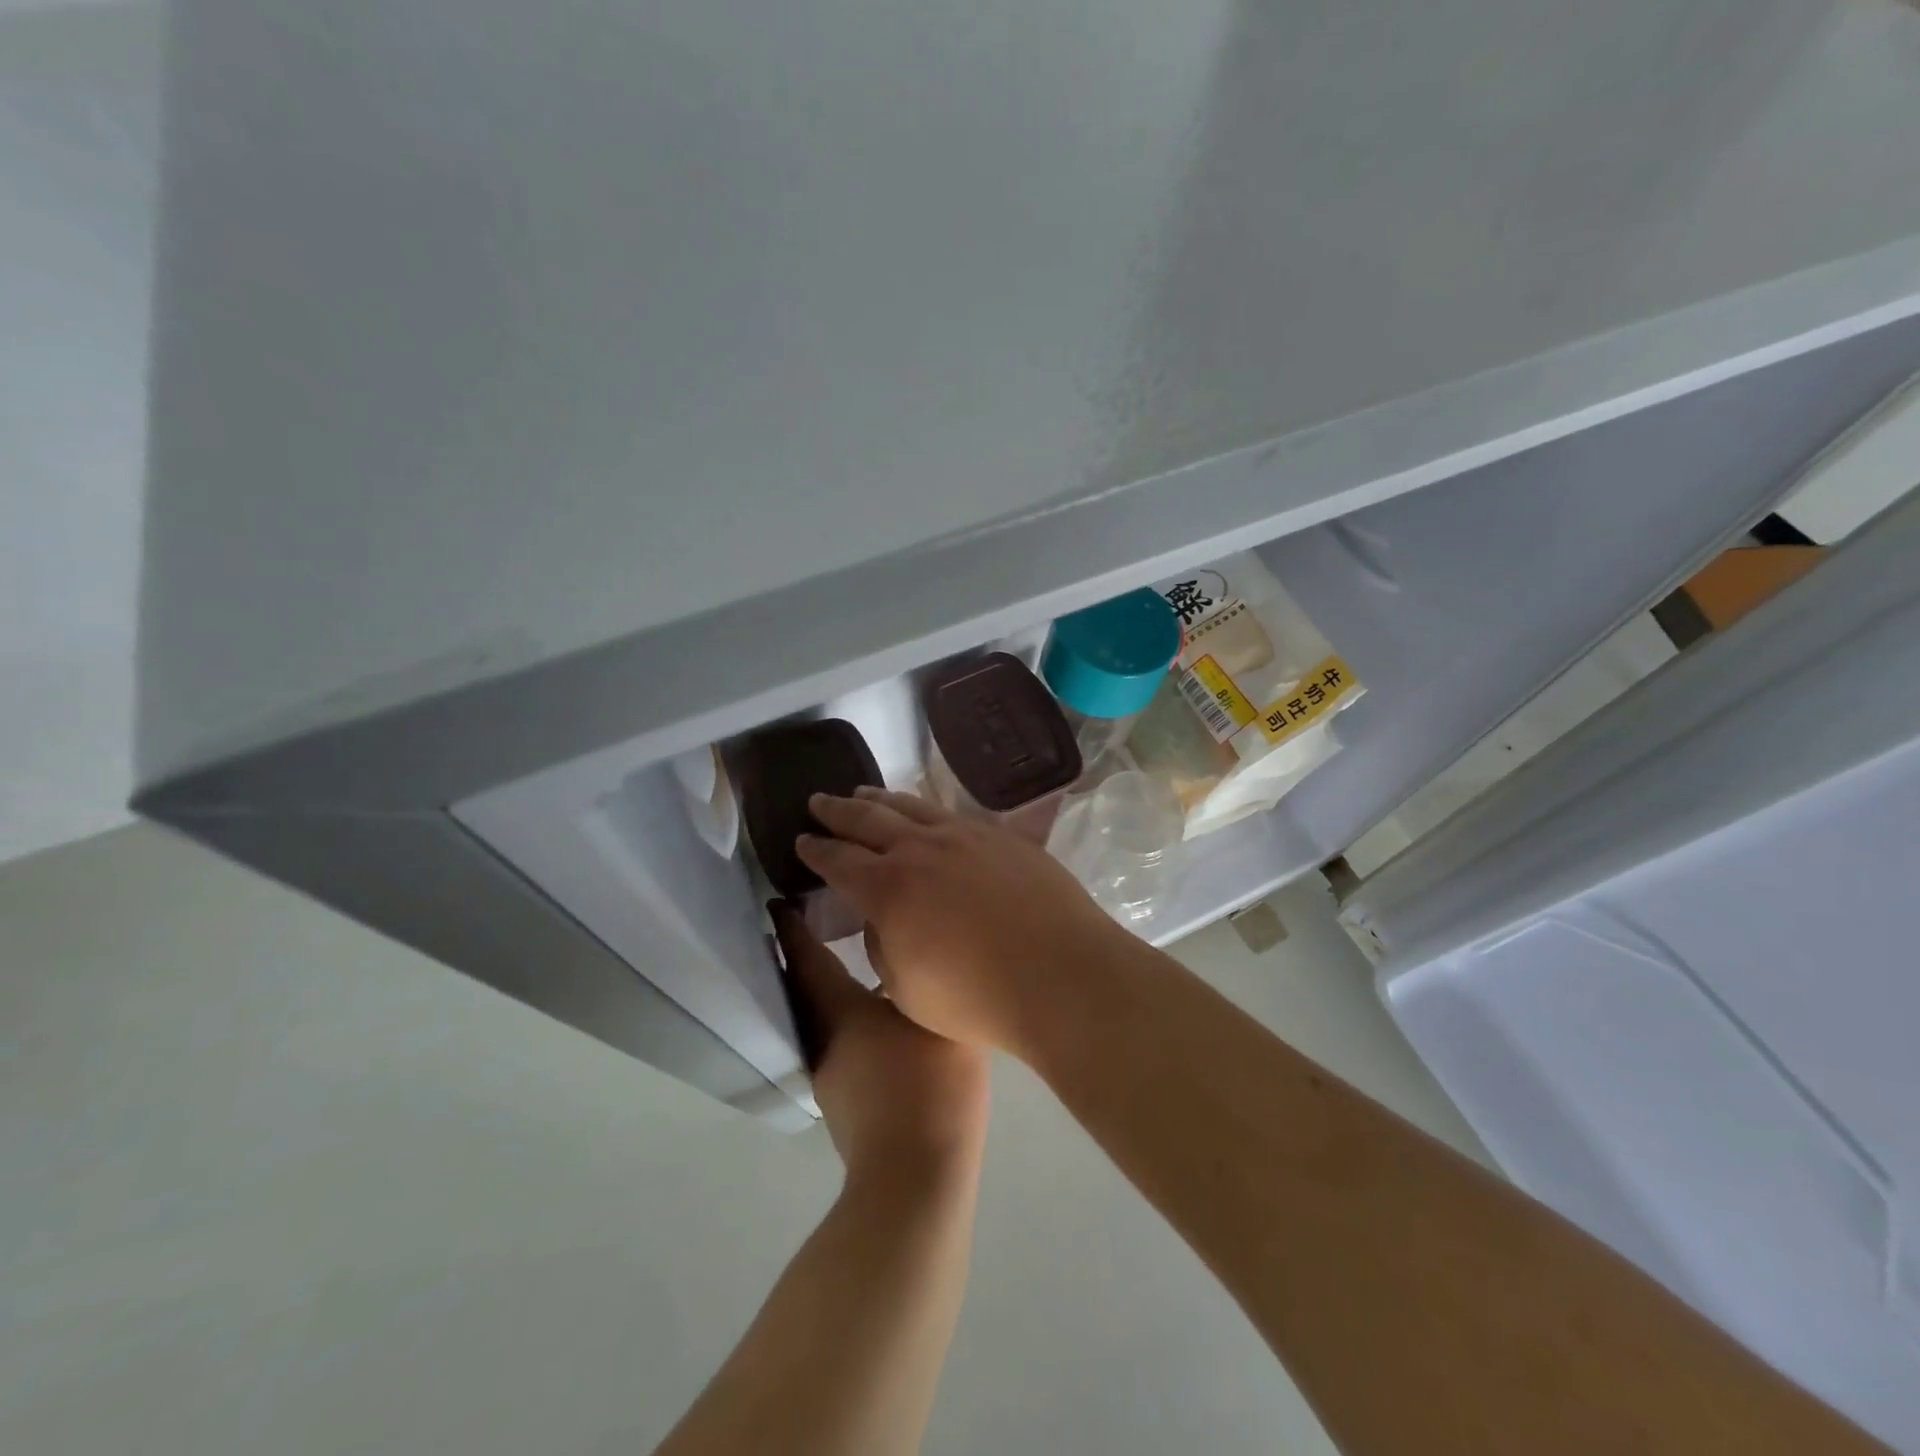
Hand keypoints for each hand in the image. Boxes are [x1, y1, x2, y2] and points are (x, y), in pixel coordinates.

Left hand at [773, 902, 988, 1182]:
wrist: (916, 1177)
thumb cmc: (927, 1083)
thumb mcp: (937, 1016)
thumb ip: (926, 979)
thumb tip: (918, 955)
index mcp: (839, 1010)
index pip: (805, 958)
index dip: (791, 928)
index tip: (778, 901)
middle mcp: (824, 1038)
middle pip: (807, 987)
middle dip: (807, 954)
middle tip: (820, 921)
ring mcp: (832, 1075)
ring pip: (823, 1017)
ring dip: (829, 989)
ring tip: (853, 964)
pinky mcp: (846, 1102)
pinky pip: (840, 1041)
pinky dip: (849, 1018)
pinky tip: (878, 1019)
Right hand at [794, 788, 1132, 1056]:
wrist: (1060, 974)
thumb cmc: (976, 998)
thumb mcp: (906, 987)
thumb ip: (884, 945)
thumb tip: (884, 917)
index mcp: (888, 888)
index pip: (838, 860)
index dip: (815, 850)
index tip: (801, 841)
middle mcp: (921, 849)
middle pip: (868, 819)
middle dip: (837, 811)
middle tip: (818, 802)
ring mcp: (966, 836)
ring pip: (912, 807)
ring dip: (881, 800)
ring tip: (864, 794)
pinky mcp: (1002, 837)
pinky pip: (953, 815)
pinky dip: (927, 811)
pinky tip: (927, 814)